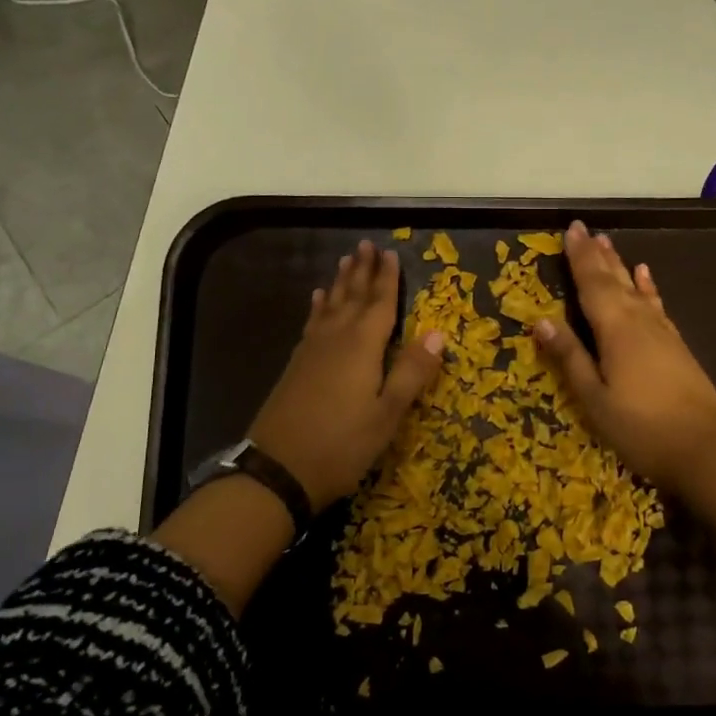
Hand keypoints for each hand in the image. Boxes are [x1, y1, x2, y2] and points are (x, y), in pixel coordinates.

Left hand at [249, 239, 444, 513]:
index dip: (387, 279)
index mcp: (362, 346)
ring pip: (330, 306)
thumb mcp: (387, 414)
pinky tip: (318, 301)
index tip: (390, 252)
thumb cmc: (342, 444)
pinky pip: (312, 323)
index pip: (380, 304)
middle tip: (365, 244)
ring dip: (340, 283)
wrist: (278, 470)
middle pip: (352, 297)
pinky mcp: (296, 366)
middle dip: (362, 271)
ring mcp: (311, 352)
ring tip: (345, 261)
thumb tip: (437, 333)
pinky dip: (318, 307)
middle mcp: (335, 339)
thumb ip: (411, 372)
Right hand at [533, 220, 715, 494]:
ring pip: (635, 288)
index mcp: (615, 330)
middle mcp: (639, 321)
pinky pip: (657, 305)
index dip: (579, 257)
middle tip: (584, 229)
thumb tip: (541, 320)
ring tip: (608, 243)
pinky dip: (648, 288)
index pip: (591, 284)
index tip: (571, 229)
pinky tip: (645, 277)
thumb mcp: (594, 398)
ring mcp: (662, 332)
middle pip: (614, 280)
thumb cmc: (640, 427)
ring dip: (619, 265)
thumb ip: (570, 357)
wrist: (704, 448)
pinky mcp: (677, 345)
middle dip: (597, 254)